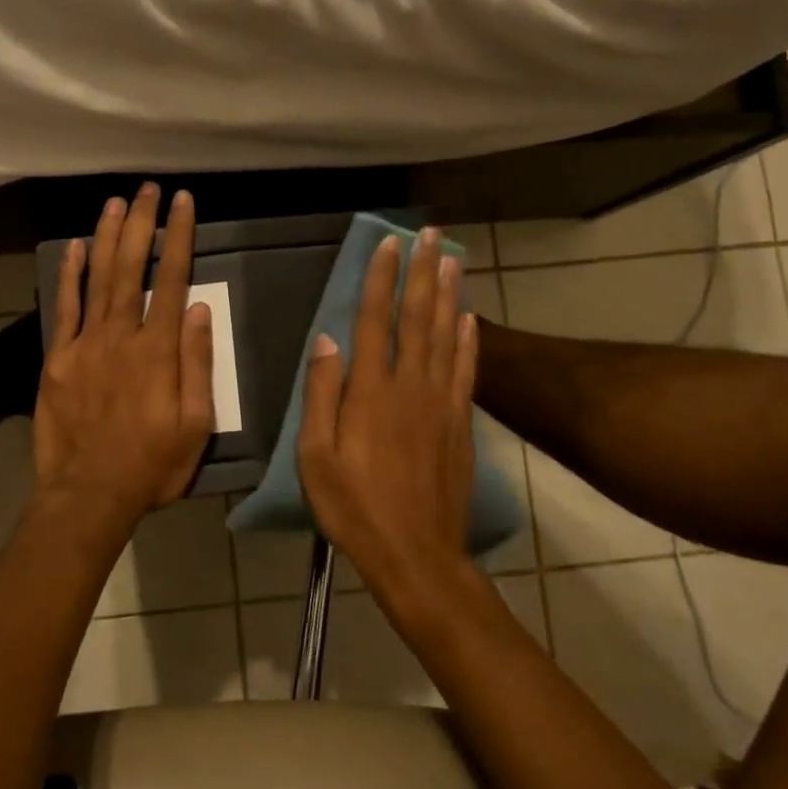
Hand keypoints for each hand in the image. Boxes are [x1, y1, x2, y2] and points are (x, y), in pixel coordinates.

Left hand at [33, 184, 214, 524]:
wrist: (89, 493)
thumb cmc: (152, 464)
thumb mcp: (196, 424)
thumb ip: (197, 364)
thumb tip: (202, 311)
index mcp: (159, 351)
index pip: (173, 281)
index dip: (179, 238)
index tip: (183, 204)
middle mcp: (122, 336)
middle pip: (133, 268)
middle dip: (142, 224)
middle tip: (147, 188)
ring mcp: (85, 344)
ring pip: (98, 279)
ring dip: (107, 237)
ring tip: (115, 202)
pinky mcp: (58, 359)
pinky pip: (65, 308)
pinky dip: (69, 275)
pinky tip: (74, 247)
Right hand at [298, 228, 479, 599]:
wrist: (417, 555)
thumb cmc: (355, 509)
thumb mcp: (316, 458)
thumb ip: (321, 395)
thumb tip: (327, 340)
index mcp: (371, 394)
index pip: (376, 322)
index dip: (383, 280)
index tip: (389, 245)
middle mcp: (411, 387)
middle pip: (418, 319)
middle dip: (423, 272)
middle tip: (431, 234)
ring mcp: (441, 404)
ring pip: (447, 337)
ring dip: (449, 295)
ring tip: (453, 259)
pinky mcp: (460, 424)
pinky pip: (467, 372)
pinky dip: (470, 341)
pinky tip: (471, 318)